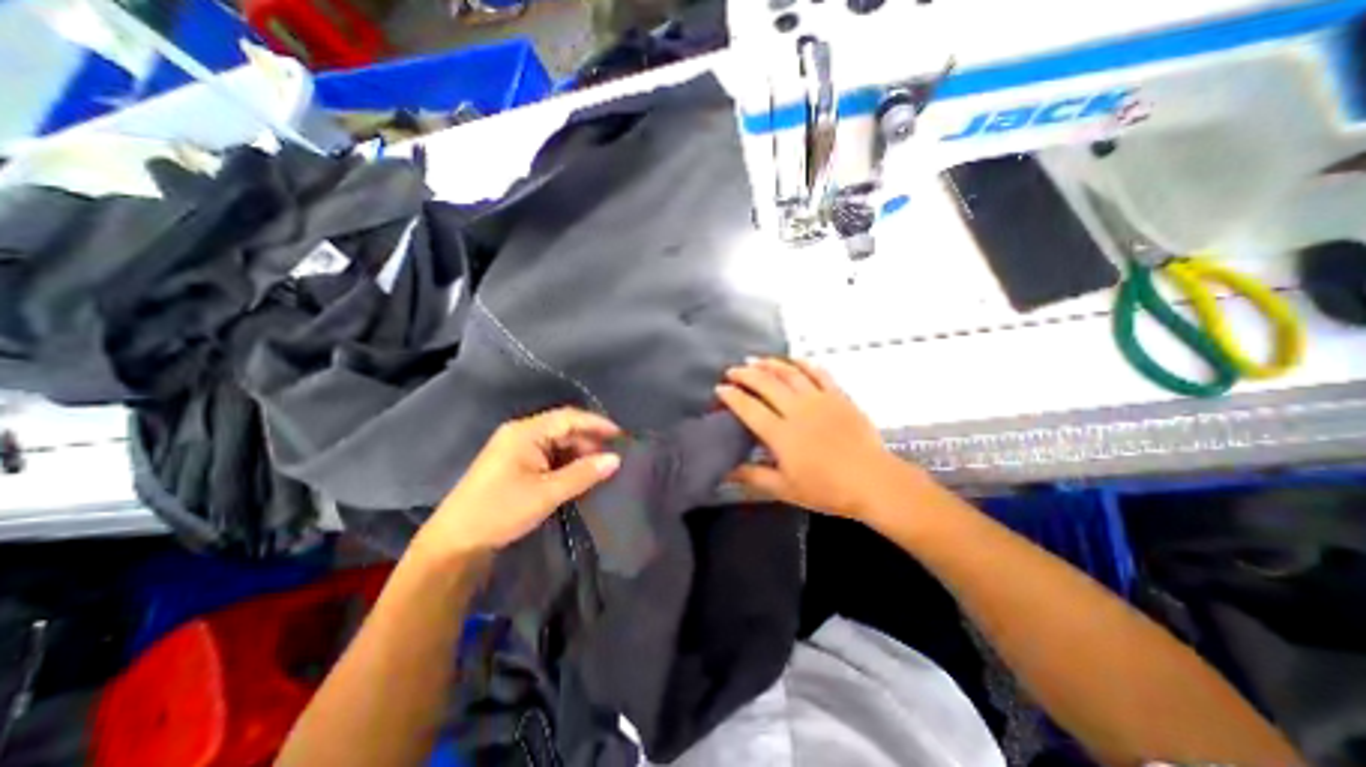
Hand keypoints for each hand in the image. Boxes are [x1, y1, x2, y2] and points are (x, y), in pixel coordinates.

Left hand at [414, 407, 623, 564]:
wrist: (455, 542)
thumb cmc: (501, 511)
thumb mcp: (547, 493)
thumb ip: (583, 474)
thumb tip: (616, 459)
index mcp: (525, 432)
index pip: (568, 417)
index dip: (596, 424)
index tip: (621, 435)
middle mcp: (520, 433)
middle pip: (563, 428)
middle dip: (589, 441)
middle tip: (613, 457)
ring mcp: (516, 449)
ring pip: (556, 443)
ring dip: (578, 453)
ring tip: (599, 468)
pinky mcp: (515, 464)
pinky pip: (547, 455)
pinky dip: (565, 463)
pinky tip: (578, 475)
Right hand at [716, 361, 917, 526]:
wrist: (872, 481)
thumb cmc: (827, 489)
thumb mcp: (785, 489)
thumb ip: (753, 477)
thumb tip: (726, 472)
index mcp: (781, 434)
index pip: (749, 408)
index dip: (732, 396)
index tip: (720, 388)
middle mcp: (797, 411)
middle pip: (766, 384)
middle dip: (745, 374)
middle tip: (732, 370)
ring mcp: (819, 400)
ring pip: (789, 373)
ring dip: (770, 364)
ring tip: (755, 360)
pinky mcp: (838, 396)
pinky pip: (818, 373)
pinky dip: (803, 363)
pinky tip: (793, 359)